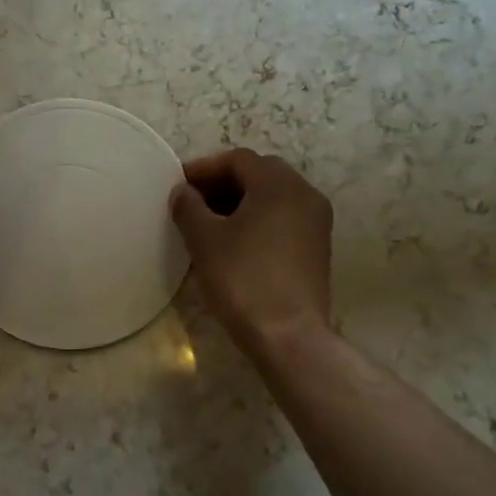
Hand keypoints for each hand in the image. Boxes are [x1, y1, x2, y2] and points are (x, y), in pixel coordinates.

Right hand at [171, 148, 333, 354]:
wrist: (288, 335)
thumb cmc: (243, 279)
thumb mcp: (204, 240)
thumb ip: (188, 207)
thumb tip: (182, 192)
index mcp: (279, 184)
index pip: (237, 159)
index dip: (204, 168)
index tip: (178, 185)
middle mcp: (305, 194)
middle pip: (259, 174)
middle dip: (222, 183)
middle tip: (193, 202)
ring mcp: (316, 221)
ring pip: (273, 196)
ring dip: (240, 202)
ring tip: (209, 223)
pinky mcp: (317, 247)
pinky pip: (283, 218)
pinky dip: (258, 219)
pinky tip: (235, 241)